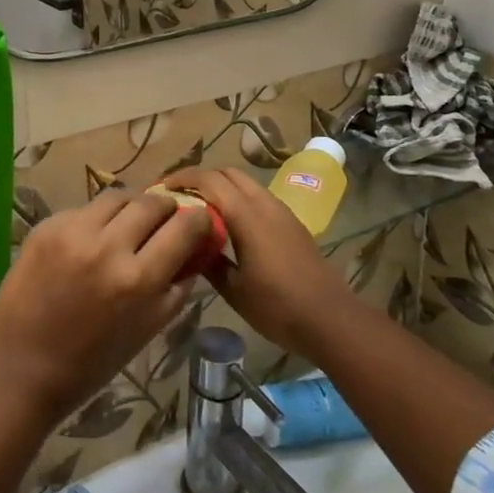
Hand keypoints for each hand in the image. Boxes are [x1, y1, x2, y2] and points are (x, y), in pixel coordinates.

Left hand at [0, 192, 209, 428]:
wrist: (19, 367)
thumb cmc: (89, 363)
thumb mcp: (146, 331)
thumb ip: (174, 290)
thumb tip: (193, 254)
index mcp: (139, 280)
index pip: (184, 228)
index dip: (198, 220)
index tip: (200, 219)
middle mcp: (108, 246)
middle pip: (152, 202)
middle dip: (166, 207)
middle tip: (166, 217)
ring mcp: (74, 231)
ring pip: (117, 197)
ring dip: (131, 207)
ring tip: (130, 223)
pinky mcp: (47, 226)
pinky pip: (84, 209)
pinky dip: (96, 220)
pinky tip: (91, 240)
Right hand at [163, 167, 356, 358]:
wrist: (331, 319)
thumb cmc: (278, 307)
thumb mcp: (234, 290)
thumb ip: (209, 262)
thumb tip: (188, 244)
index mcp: (247, 215)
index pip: (210, 180)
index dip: (184, 177)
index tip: (162, 187)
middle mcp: (264, 203)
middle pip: (228, 173)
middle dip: (202, 178)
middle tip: (180, 196)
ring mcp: (281, 211)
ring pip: (246, 183)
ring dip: (222, 187)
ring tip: (201, 208)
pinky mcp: (292, 222)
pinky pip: (258, 197)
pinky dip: (238, 199)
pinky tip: (230, 224)